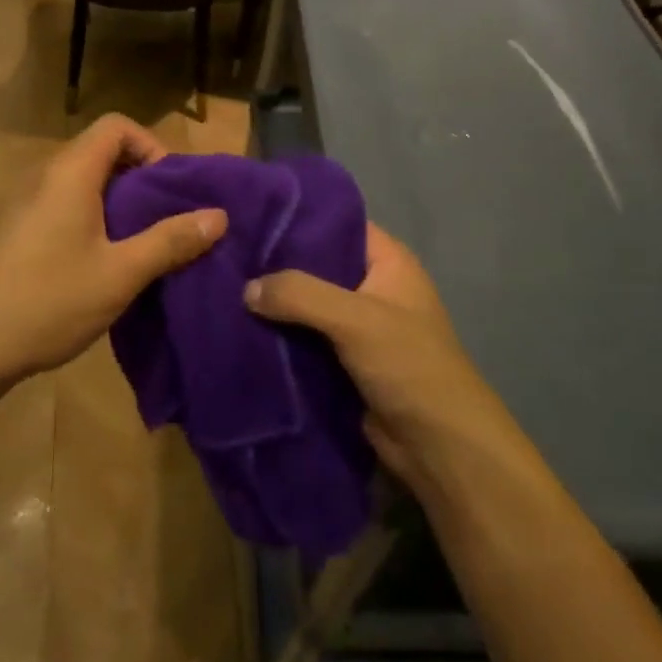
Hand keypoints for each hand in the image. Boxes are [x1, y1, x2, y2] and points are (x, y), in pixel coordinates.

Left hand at [0, 115, 226, 387]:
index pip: (116, 126)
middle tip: (167, 218)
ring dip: (120, 202)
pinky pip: (67, 205)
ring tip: (145, 242)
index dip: (151, 145)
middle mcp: (46, 176)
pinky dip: (96, 218)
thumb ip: (170, 241)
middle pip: (102, 151)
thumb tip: (219, 216)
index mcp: (71, 172)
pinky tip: (107, 261)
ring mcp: (28, 203)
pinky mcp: (20, 230)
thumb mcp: (120, 273)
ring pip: (85, 181)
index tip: (170, 188)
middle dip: (142, 177)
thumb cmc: (49, 300)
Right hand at [244, 225, 512, 486]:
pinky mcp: (342, 361)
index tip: (249, 214)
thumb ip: (300, 294)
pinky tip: (238, 327)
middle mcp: (371, 286)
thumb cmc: (409, 366)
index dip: (296, 218)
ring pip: (305, 304)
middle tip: (226, 252)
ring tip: (222, 287)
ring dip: (273, 303)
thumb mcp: (356, 319)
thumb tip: (246, 289)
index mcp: (387, 261)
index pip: (336, 223)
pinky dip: (278, 335)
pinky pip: (303, 338)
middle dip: (275, 263)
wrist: (439, 447)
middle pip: (315, 264)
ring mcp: (356, 326)